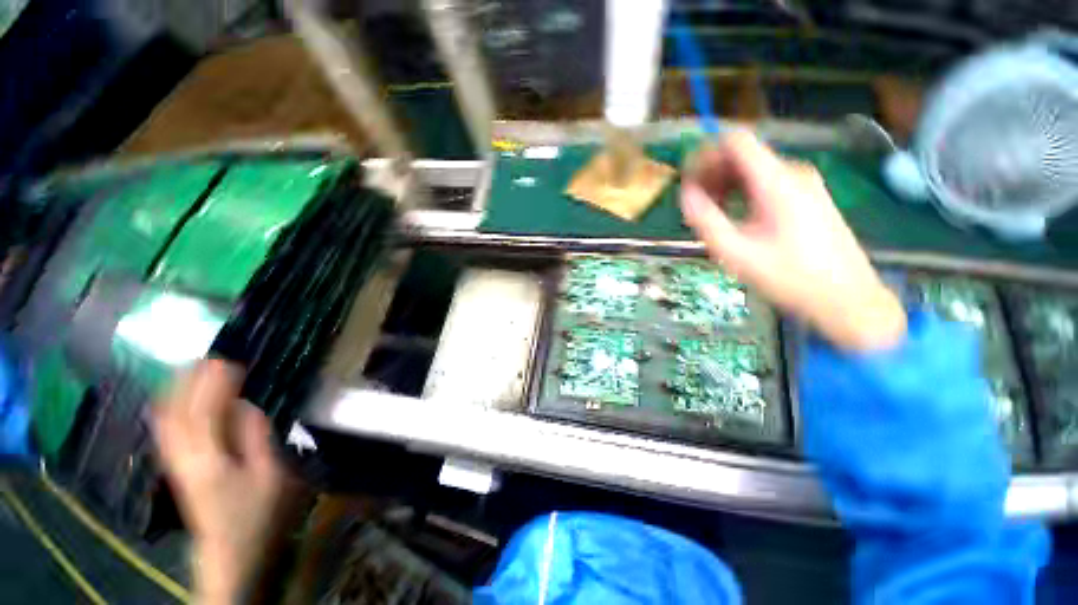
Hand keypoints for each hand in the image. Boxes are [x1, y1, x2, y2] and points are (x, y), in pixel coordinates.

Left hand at [153, 360, 287, 603]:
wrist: (228, 551)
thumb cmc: (255, 513)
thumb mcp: (269, 475)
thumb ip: (256, 438)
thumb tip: (246, 405)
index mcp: (209, 458)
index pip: (205, 411)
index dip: (214, 385)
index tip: (227, 362)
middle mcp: (184, 456)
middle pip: (177, 413)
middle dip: (188, 382)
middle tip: (205, 358)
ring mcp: (176, 463)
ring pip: (166, 421)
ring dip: (175, 393)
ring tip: (188, 371)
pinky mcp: (177, 469)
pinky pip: (166, 433)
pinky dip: (168, 411)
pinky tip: (171, 402)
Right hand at [680, 131, 905, 350]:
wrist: (847, 298)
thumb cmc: (789, 277)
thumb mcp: (736, 253)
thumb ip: (706, 220)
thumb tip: (685, 193)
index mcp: (776, 182)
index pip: (736, 142)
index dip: (705, 154)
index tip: (687, 178)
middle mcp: (793, 174)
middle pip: (744, 155)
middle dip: (713, 173)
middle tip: (694, 202)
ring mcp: (805, 184)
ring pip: (754, 169)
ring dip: (726, 184)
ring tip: (711, 212)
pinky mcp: (809, 197)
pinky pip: (767, 183)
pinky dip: (744, 192)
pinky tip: (735, 216)